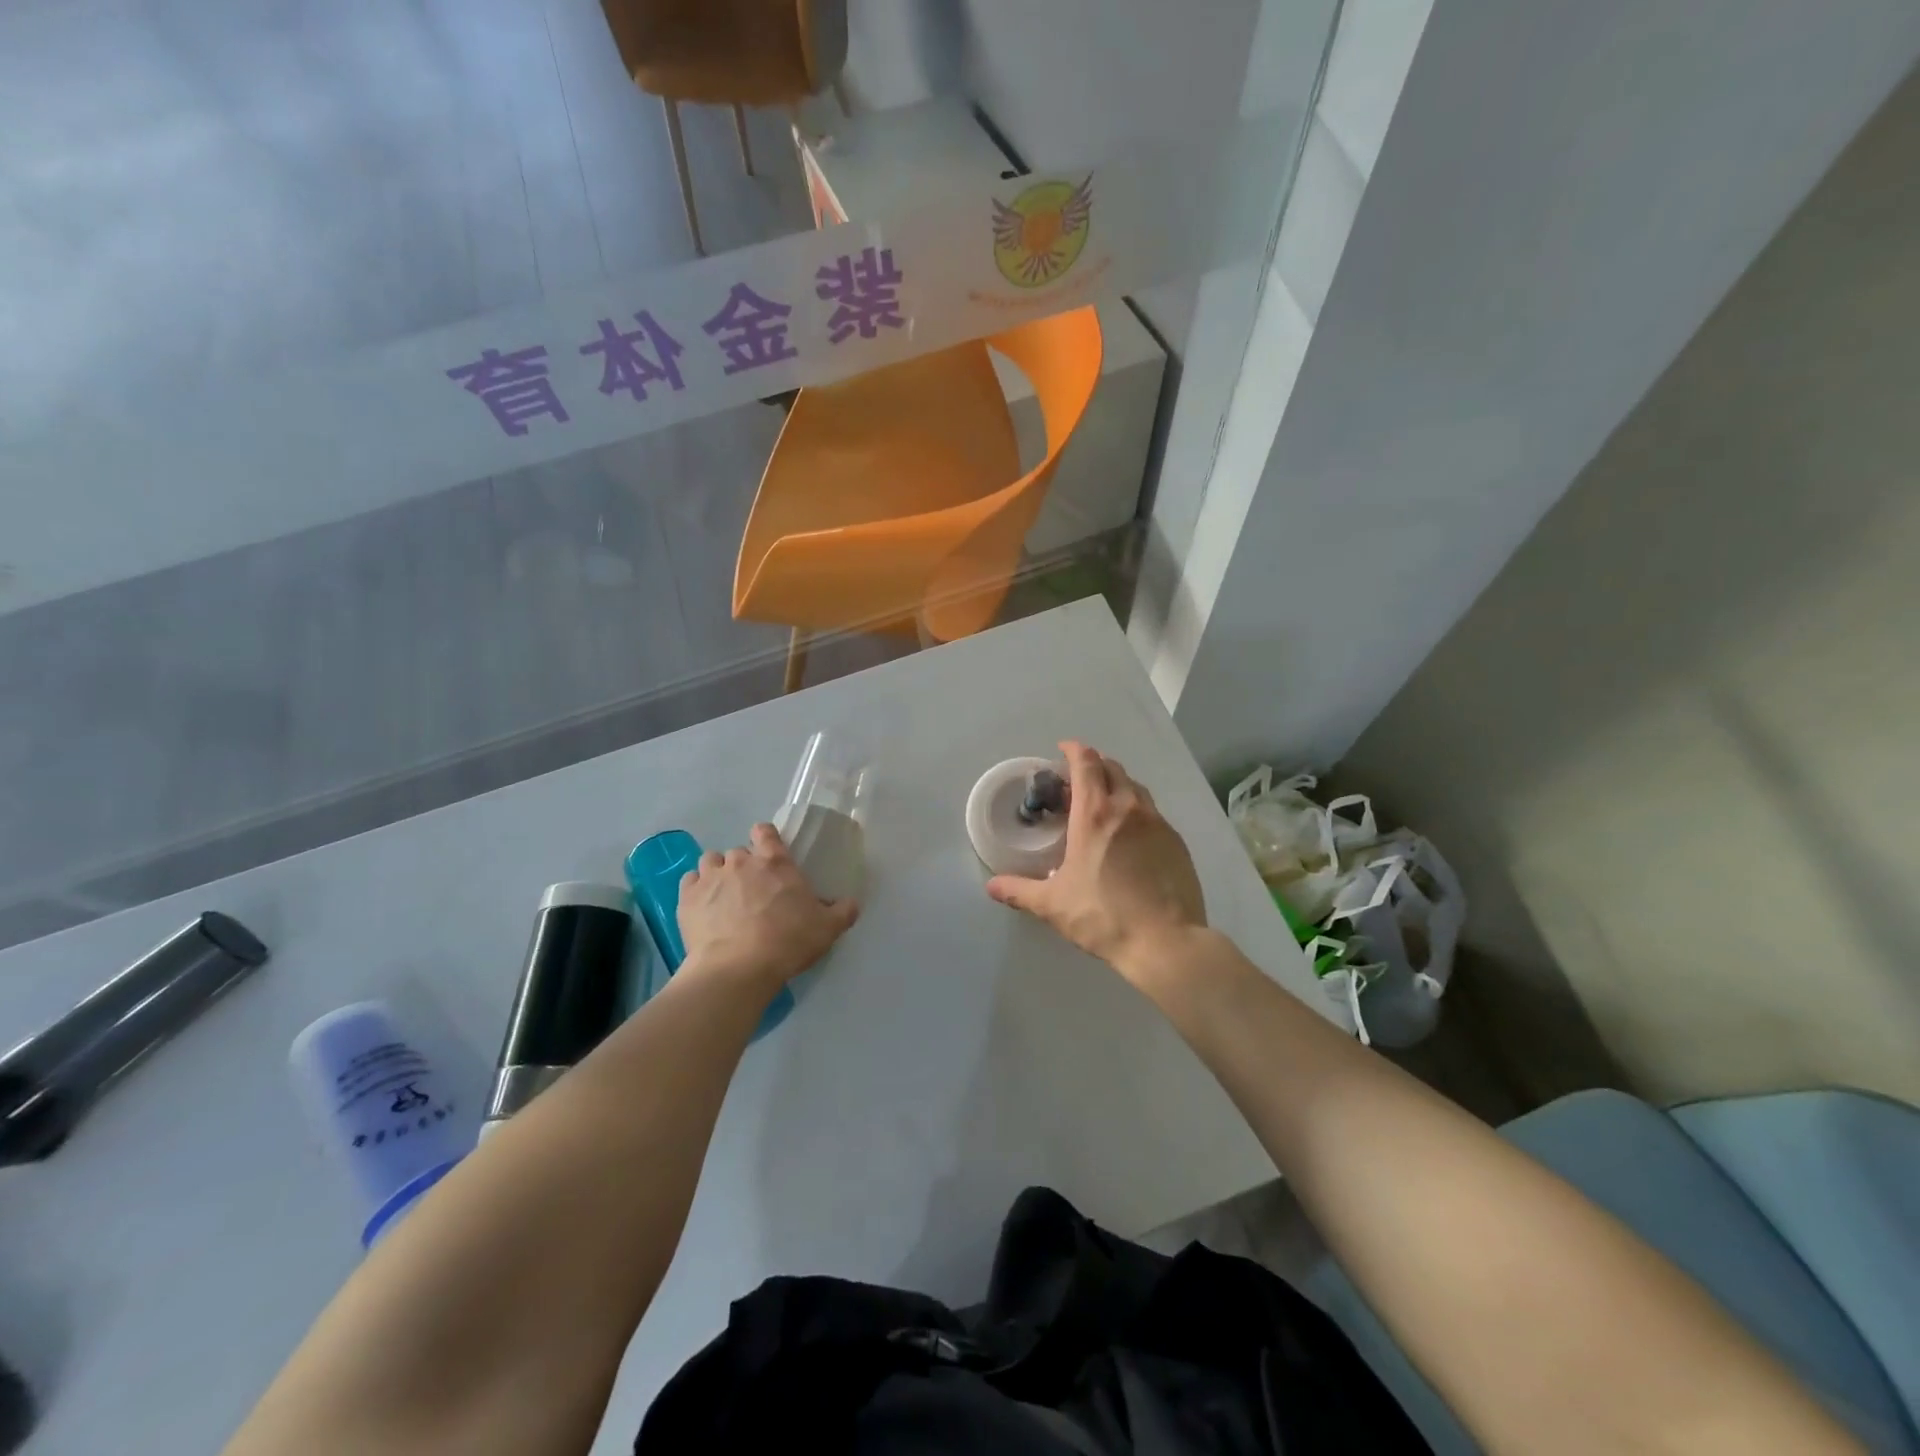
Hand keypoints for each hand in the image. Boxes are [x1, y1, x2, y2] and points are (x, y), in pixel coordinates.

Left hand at [678, 823, 858, 995]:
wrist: (737, 969)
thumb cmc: (787, 942)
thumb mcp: (827, 929)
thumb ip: (842, 912)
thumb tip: (852, 903)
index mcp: (775, 862)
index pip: (765, 832)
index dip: (765, 838)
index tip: (768, 853)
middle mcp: (741, 861)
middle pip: (739, 852)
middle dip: (744, 867)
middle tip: (752, 892)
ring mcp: (710, 877)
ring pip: (711, 862)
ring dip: (718, 874)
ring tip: (724, 897)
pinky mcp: (687, 898)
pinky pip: (689, 882)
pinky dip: (695, 890)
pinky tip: (703, 907)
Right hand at [986, 741, 1206, 988]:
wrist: (1165, 941)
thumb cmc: (1103, 916)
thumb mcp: (1052, 905)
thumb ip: (1019, 890)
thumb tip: (992, 886)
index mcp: (1094, 814)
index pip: (1086, 763)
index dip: (1074, 750)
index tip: (1063, 750)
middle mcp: (1128, 808)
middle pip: (1112, 768)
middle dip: (1094, 766)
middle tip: (1077, 782)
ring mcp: (1157, 823)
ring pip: (1135, 788)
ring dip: (1116, 786)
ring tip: (1103, 805)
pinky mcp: (1176, 842)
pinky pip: (1152, 813)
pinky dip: (1136, 811)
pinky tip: (1129, 837)